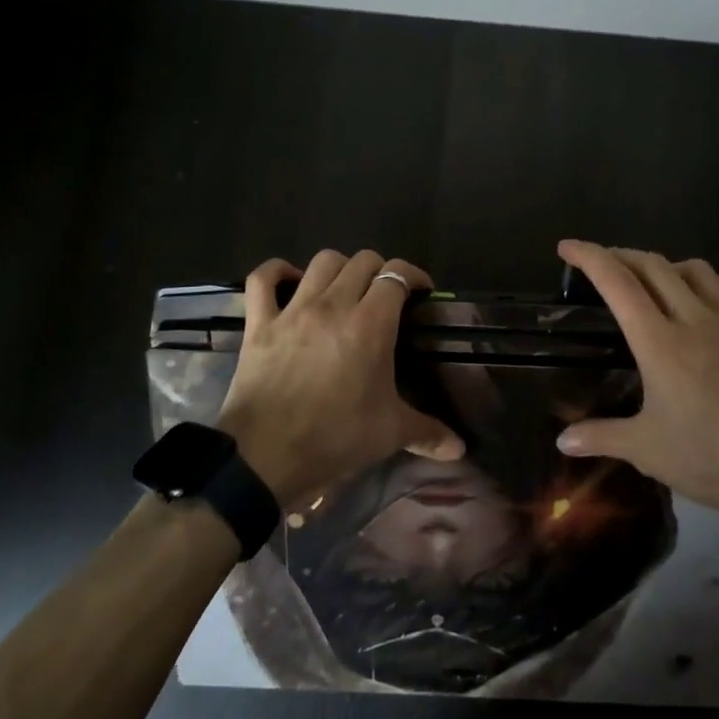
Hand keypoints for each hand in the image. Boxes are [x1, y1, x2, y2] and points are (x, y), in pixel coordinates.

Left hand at [216, 250, 463, 505]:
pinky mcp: (260, 323)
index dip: (413, 276)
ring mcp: (293, 310)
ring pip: (321, 261)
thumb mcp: (390, 434)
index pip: (397, 275)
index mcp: (371, 324)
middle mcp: (334, 305)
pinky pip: (263, 279)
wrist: (266, 457)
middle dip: (380, 271)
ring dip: (339, 268)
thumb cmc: (335, 439)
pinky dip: (277, 272)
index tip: (421, 292)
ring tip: (345, 289)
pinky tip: (290, 281)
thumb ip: (428, 433)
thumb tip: (459, 448)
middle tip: (385, 296)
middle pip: (362, 261)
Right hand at [552, 240, 718, 523]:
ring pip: (698, 270)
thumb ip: (601, 437)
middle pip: (654, 266)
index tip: (567, 246)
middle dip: (622, 255)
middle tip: (602, 264)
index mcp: (659, 343)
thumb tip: (562, 441)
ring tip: (655, 280)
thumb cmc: (712, 460)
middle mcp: (695, 320)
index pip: (617, 283)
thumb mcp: (647, 452)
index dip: (589, 257)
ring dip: (670, 266)